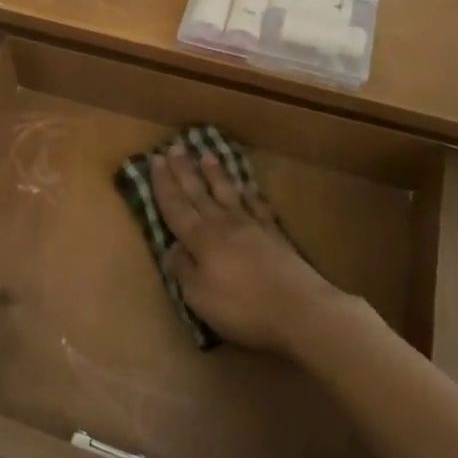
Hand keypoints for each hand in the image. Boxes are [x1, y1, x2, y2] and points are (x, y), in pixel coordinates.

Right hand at [150, 145, 333, 355]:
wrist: (301, 311)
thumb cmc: (243, 307)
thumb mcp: (199, 296)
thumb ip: (183, 270)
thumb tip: (172, 248)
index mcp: (201, 239)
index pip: (176, 206)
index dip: (164, 183)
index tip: (156, 159)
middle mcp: (223, 225)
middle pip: (199, 193)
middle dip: (184, 170)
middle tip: (175, 146)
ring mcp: (252, 227)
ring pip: (228, 194)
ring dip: (215, 175)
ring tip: (207, 156)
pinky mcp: (276, 236)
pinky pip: (259, 207)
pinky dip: (251, 195)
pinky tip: (247, 187)